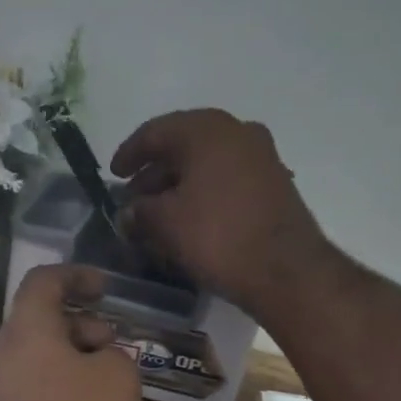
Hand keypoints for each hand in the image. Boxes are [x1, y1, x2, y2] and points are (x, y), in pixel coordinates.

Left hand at [0, 264, 174, 400]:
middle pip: (52, 328)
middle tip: (123, 344)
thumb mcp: (118, 375)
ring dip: (102, 376)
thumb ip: (116, 355)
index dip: (77, 274)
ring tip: (141, 387)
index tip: (107, 287)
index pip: (43, 282)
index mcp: (28, 333)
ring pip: (63, 373)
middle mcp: (16, 362)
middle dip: (93, 331)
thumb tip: (106, 362)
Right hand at [110, 109, 330, 316]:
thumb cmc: (218, 236)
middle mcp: (237, 132)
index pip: (155, 132)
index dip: (129, 153)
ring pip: (207, 163)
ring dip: (179, 184)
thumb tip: (128, 213)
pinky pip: (227, 178)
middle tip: (134, 198)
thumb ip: (139, 211)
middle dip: (154, 172)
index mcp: (206, 130)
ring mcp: (261, 156)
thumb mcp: (166, 223)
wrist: (287, 270)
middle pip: (183, 145)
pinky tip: (190, 218)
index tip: (113, 174)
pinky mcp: (274, 182)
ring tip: (158, 213)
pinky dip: (204, 192)